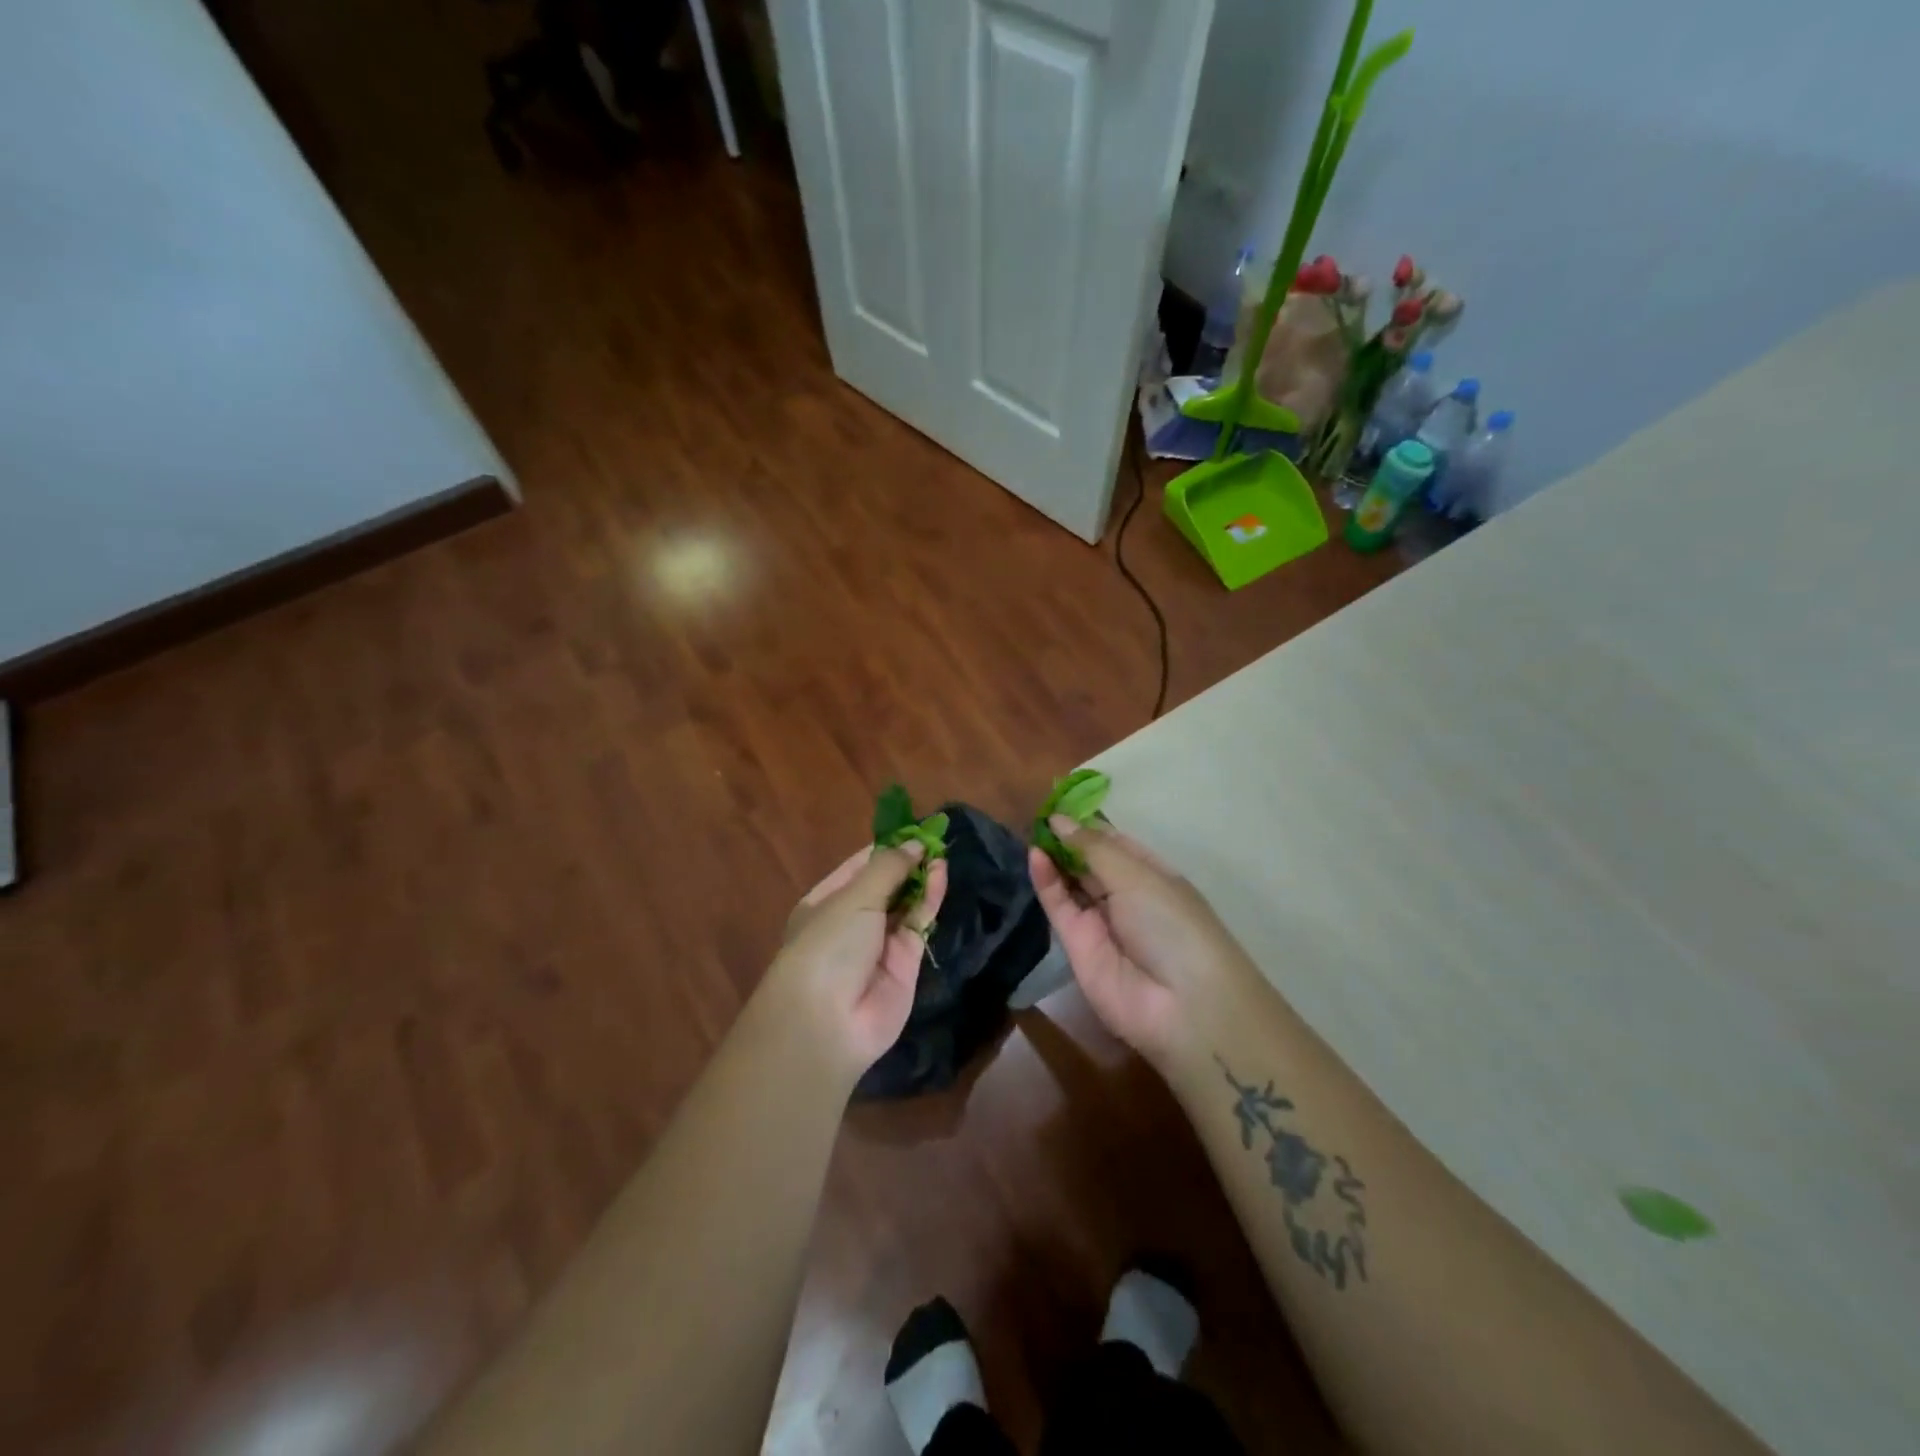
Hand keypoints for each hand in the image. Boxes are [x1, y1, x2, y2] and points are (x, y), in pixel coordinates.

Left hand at [765, 842, 947, 1082]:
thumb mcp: (854, 897)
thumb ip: (888, 868)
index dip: (886, 846)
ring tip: (942, 850)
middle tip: (936, 836)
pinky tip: (941, 873)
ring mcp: (880, 943)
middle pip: (885, 884)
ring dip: (921, 877)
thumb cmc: (827, 945)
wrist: (827, 1022)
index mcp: (827, 901)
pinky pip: (920, 923)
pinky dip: (931, 899)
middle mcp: (853, 921)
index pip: (859, 866)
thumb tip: (916, 843)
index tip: (914, 827)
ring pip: (906, 903)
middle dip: (907, 861)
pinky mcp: (906, 962)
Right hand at [1027, 816, 1254, 1069]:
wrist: (1180, 1005)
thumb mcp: (1137, 876)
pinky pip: (1058, 905)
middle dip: (1066, 839)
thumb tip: (1059, 820)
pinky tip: (1034, 854)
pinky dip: (1046, 881)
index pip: (1114, 842)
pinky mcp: (1076, 944)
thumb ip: (1093, 848)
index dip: (1088, 824)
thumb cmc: (1172, 924)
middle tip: (1036, 813)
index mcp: (1151, 874)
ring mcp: (1100, 921)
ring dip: (1053, 857)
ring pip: (1070, 882)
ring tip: (1030, 829)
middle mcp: (1125, 895)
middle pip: (1089, 861)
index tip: (1058, 802)